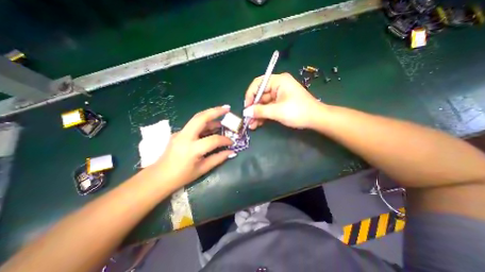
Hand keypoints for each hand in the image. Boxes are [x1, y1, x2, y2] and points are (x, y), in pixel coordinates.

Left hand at [151, 105, 234, 189]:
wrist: (158, 177)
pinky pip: (194, 124)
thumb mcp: (202, 169)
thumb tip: (231, 152)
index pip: (213, 140)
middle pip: (201, 118)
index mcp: (192, 149)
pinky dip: (204, 122)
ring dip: (210, 115)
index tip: (231, 142)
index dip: (225, 140)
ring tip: (222, 118)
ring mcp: (180, 133)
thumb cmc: (181, 177)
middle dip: (216, 111)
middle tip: (227, 108)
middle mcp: (185, 137)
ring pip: (196, 118)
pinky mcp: (179, 133)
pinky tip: (211, 126)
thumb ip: (218, 158)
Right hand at [245, 72, 322, 127]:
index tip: (246, 107)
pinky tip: (258, 124)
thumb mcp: (277, 111)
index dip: (250, 95)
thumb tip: (246, 112)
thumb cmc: (298, 112)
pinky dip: (263, 115)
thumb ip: (260, 111)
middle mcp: (277, 86)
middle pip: (260, 95)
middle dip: (253, 108)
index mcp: (278, 81)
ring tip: (251, 125)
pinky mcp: (280, 104)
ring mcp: (279, 96)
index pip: (258, 84)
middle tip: (247, 119)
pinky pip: (268, 108)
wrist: (316, 119)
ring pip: (263, 104)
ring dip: (257, 114)